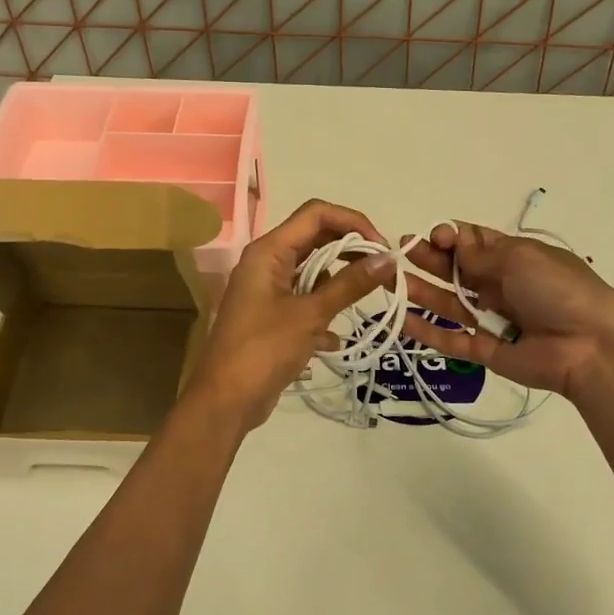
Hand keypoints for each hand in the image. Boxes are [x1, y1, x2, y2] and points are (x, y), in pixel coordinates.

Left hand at [184, 199, 394, 430]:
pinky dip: (323, 312)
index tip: (381, 247)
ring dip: (339, 283)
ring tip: (366, 301)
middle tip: (382, 272)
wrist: (225, 401)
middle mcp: (266, 262)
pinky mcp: (272, 316)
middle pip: (316, 239)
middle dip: (351, 251)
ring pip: (313, 271)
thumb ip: (349, 284)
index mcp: (269, 251)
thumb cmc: (264, 350)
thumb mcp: (310, 315)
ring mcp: (268, 290)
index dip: (352, 222)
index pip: (316, 213)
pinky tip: (335, 340)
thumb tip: (388, 258)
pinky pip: (305, 300)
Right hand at [401, 222, 613, 399]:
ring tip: (391, 281)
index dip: (450, 236)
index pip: (473, 242)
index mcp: (514, 257)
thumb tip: (452, 240)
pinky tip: (400, 319)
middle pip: (456, 270)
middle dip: (429, 259)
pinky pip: (451, 339)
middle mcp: (500, 285)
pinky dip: (427, 331)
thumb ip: (480, 254)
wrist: (591, 346)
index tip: (434, 237)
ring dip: (421, 291)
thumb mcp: (520, 258)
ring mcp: (492, 318)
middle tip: (400, 252)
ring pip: (449, 303)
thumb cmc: (558, 289)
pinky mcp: (486, 351)